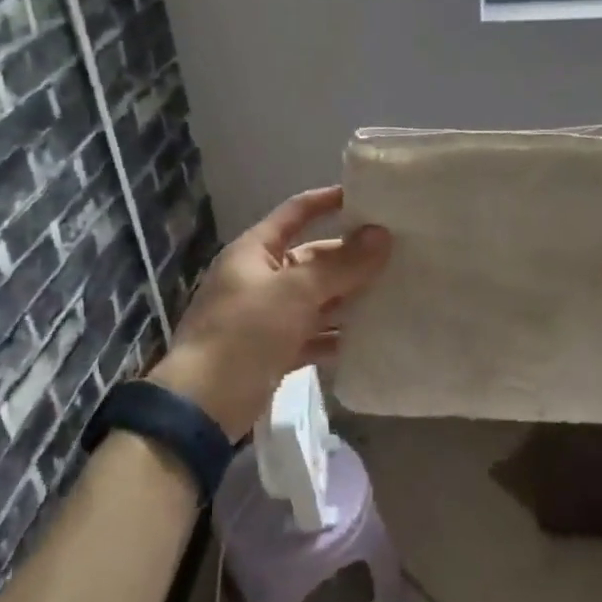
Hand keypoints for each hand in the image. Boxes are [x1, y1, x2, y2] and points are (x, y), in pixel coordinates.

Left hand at [147, 186, 390, 441]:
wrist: (204, 404)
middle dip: (350, 257)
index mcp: (255, 251)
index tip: (368, 197)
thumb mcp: (295, 292)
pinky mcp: (275, 351)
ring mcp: (267, 316)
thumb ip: (340, 265)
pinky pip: (313, 335)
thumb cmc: (245, 332)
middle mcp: (261, 278)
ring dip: (349, 298)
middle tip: (398, 253)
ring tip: (395, 292)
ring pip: (316, 299)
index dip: (328, 201)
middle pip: (312, 259)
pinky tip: (371, 337)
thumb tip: (381, 235)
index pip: (296, 213)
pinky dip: (337, 335)